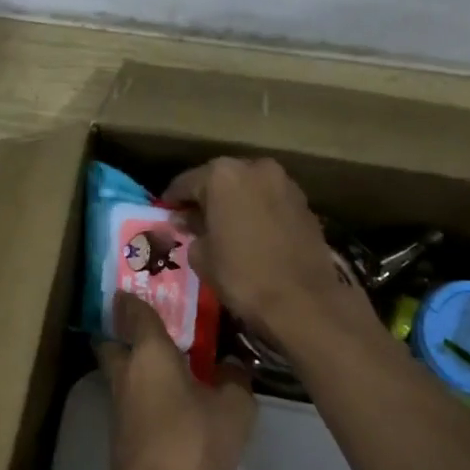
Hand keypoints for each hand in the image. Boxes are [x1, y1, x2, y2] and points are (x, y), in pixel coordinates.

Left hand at [93, 292, 257, 469]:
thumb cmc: (191, 440)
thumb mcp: (233, 408)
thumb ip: (235, 381)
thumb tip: (231, 368)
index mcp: (150, 352)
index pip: (136, 313)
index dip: (134, 299)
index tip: (135, 288)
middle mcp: (127, 371)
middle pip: (115, 342)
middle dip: (125, 333)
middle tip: (152, 329)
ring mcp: (119, 403)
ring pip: (121, 371)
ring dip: (136, 365)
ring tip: (168, 363)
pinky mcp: (121, 430)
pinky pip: (131, 397)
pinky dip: (144, 391)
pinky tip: (171, 399)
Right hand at [163, 157, 360, 345]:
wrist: (303, 300)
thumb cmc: (243, 276)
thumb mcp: (202, 256)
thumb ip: (191, 230)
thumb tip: (188, 221)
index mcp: (223, 175)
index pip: (186, 182)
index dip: (173, 199)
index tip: (165, 212)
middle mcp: (255, 168)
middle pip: (221, 178)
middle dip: (206, 196)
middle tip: (192, 219)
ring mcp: (284, 182)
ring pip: (249, 186)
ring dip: (234, 201)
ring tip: (223, 225)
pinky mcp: (304, 202)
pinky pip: (270, 200)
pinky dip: (258, 210)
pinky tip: (251, 232)